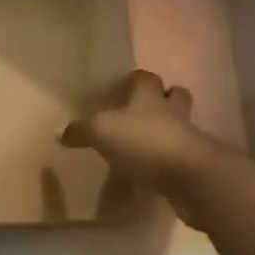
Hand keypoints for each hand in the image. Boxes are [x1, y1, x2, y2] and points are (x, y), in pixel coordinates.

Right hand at [60, 70, 220, 193]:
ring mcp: (188, 138)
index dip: (136, 80)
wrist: (190, 176)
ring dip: (167, 132)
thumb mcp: (102, 132)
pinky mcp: (194, 165)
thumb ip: (81, 131)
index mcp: (150, 97)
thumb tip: (59, 132)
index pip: (145, 78)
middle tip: (144, 112)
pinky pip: (180, 158)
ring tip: (146, 145)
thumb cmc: (145, 142)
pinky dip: (168, 162)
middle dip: (163, 100)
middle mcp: (172, 112)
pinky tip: (154, 173)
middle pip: (174, 96)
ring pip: (179, 127)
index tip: (124, 86)